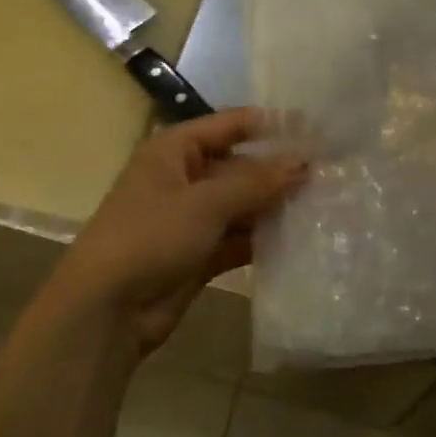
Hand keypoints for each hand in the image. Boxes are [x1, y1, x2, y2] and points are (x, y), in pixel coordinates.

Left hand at [50, 109, 304, 357]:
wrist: (105, 311)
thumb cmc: (149, 237)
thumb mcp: (204, 203)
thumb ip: (256, 182)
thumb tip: (304, 163)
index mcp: (174, 150)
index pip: (231, 125)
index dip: (271, 125)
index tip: (315, 129)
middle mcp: (184, 178)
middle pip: (240, 166)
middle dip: (279, 171)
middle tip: (329, 174)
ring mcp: (192, 218)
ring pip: (242, 205)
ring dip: (275, 207)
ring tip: (325, 205)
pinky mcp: (200, 254)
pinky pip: (239, 238)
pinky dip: (263, 239)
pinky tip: (300, 239)